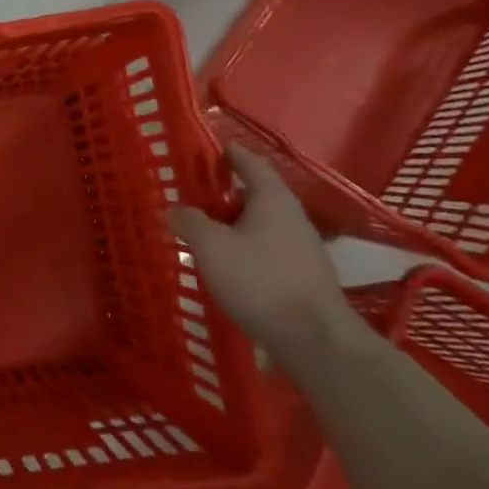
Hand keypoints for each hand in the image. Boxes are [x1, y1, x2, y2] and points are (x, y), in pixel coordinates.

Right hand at [167, 145, 352, 361]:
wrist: (314, 339)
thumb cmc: (259, 280)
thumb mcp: (211, 246)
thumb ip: (189, 222)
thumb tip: (174, 209)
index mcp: (273, 200)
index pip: (252, 164)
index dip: (231, 155)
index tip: (213, 149)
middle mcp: (293, 217)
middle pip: (258, 195)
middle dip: (228, 194)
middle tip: (197, 196)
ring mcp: (304, 249)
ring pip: (264, 225)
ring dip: (237, 224)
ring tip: (207, 232)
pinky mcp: (305, 276)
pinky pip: (270, 249)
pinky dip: (248, 248)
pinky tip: (230, 264)